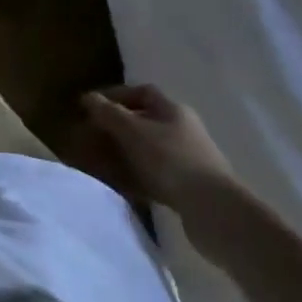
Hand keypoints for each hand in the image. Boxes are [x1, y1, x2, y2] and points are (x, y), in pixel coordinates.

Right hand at [66, 84, 236, 216]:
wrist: (213, 209)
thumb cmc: (170, 160)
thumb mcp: (132, 131)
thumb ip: (108, 112)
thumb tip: (88, 96)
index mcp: (173, 110)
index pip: (142, 92)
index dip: (115, 95)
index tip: (91, 106)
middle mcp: (182, 130)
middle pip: (143, 122)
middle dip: (114, 128)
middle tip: (90, 137)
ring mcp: (186, 159)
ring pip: (146, 150)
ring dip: (122, 154)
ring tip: (99, 163)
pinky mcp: (187, 186)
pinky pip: (153, 174)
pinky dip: (134, 176)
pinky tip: (119, 185)